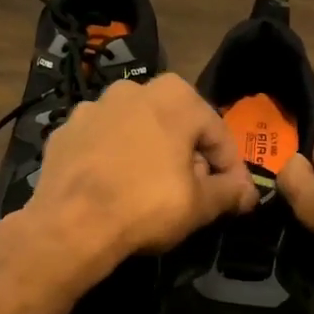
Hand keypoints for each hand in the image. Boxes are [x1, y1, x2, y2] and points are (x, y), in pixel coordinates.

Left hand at [18, 73, 257, 280]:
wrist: (70, 224)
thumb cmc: (146, 205)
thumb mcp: (200, 204)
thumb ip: (231, 193)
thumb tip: (249, 194)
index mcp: (175, 96)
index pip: (217, 134)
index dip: (231, 169)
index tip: (235, 197)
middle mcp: (134, 89)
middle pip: (176, 126)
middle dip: (190, 157)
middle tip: (195, 193)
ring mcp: (94, 107)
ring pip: (137, 131)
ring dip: (151, 154)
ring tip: (153, 192)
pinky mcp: (64, 130)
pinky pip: (102, 143)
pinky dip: (114, 159)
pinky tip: (115, 188)